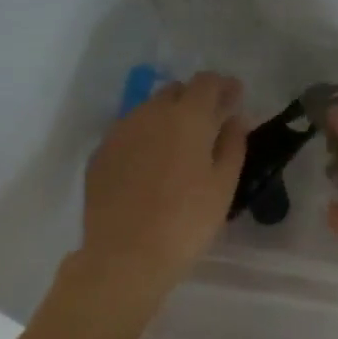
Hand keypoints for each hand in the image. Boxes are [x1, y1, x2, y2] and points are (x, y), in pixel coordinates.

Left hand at [77, 71, 247, 303]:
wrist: (125, 255)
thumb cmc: (186, 222)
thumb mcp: (223, 186)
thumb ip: (232, 145)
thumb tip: (235, 119)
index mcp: (186, 117)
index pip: (207, 83)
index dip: (224, 86)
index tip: (236, 96)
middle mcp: (150, 113)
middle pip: (175, 91)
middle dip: (195, 100)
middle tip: (210, 122)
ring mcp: (120, 132)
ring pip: (149, 111)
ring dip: (168, 118)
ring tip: (180, 145)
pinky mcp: (101, 154)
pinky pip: (129, 133)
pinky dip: (146, 138)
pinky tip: (152, 165)